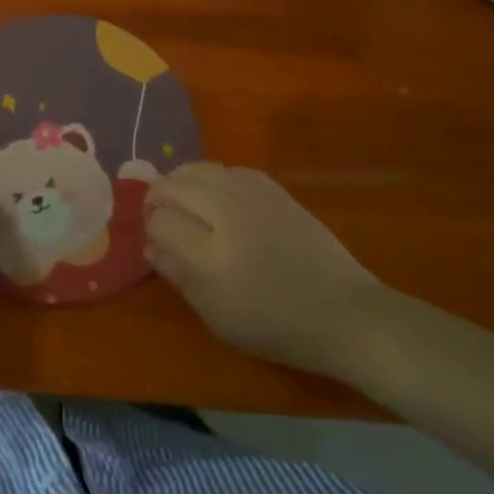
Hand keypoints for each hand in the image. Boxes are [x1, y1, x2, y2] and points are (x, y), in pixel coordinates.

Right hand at [145, 163, 390, 373]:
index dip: (151, 227)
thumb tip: (151, 246)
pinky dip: (212, 177)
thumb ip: (178, 276)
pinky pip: (229, 169)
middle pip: (176, 185)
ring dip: (181, 180)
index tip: (156, 241)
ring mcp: (254, 197)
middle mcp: (229, 215)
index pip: (161, 221)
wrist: (342, 313)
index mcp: (211, 255)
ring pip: (200, 168)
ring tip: (181, 199)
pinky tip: (215, 195)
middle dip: (158, 196)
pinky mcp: (275, 190)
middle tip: (158, 214)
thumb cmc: (274, 325)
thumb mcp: (216, 315)